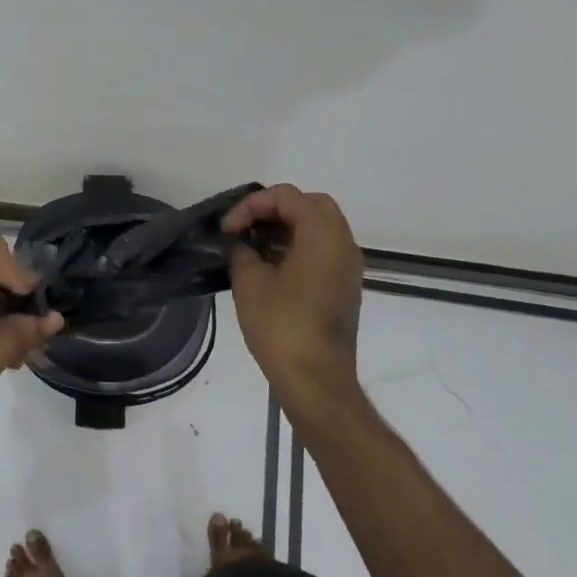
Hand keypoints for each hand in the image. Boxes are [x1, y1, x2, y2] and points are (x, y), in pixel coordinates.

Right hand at [223, 185, 365, 421]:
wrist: (316, 380)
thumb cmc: (282, 326)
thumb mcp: (249, 282)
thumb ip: (242, 251)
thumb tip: (241, 245)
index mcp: (323, 235)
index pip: (287, 196)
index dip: (252, 205)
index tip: (228, 230)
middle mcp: (343, 243)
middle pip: (310, 204)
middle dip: (274, 209)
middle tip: (246, 227)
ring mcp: (348, 266)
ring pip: (320, 226)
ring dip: (287, 227)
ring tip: (254, 245)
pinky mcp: (345, 286)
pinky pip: (324, 249)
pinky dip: (298, 245)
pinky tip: (271, 266)